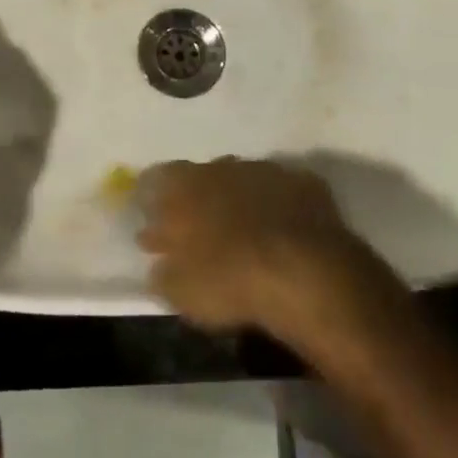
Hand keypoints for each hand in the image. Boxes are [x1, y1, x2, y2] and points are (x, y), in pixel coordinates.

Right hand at [138, 157, 376, 342]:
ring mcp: (265, 170)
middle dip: (199, 197)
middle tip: (201, 228)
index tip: (154, 217)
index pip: (160, 178)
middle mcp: (223, 166)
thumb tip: (155, 263)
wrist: (303, 270)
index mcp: (187, 186)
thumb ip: (164, 273)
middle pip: (203, 175)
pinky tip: (281, 229)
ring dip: (239, 197)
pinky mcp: (302, 181)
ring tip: (243, 229)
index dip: (155, 196)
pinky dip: (276, 205)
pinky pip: (281, 189)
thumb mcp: (183, 291)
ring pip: (244, 178)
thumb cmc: (231, 280)